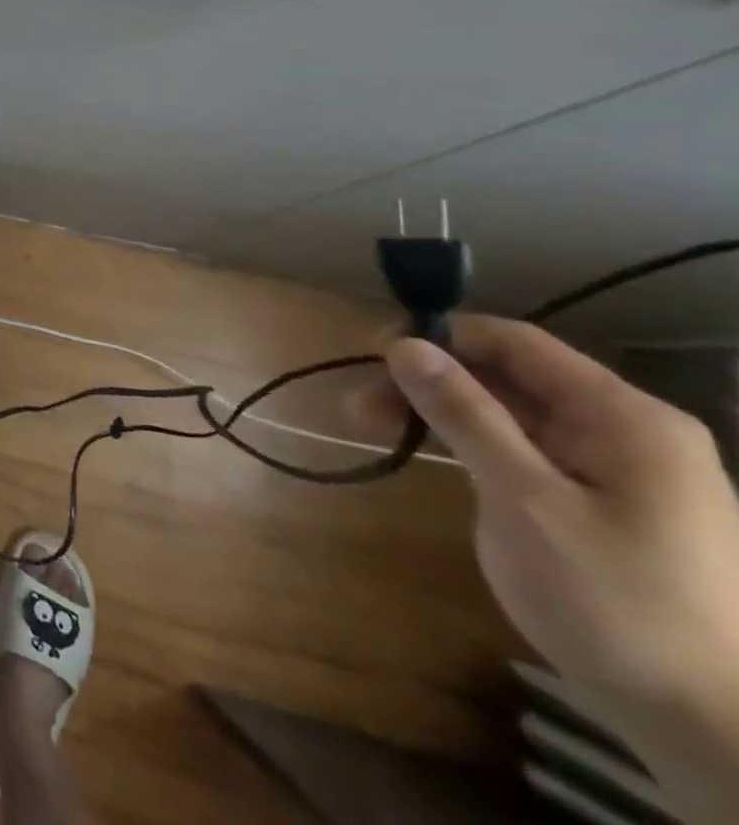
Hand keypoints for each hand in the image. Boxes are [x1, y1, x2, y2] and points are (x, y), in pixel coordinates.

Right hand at [386, 316, 738, 818]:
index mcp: (623, 418)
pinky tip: (428, 452)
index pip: (515, 342)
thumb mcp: (524, 500)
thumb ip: (466, 415)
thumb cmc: (614, 601)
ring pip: (508, 409)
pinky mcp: (600, 499)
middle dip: (428, 379)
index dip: (439, 337)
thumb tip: (405, 345)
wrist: (706, 726)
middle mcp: (624, 429)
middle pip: (507, 374)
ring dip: (438, 409)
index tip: (371, 356)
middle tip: (360, 403)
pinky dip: (468, 440)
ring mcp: (615, 466)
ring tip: (373, 425)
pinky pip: (523, 445)